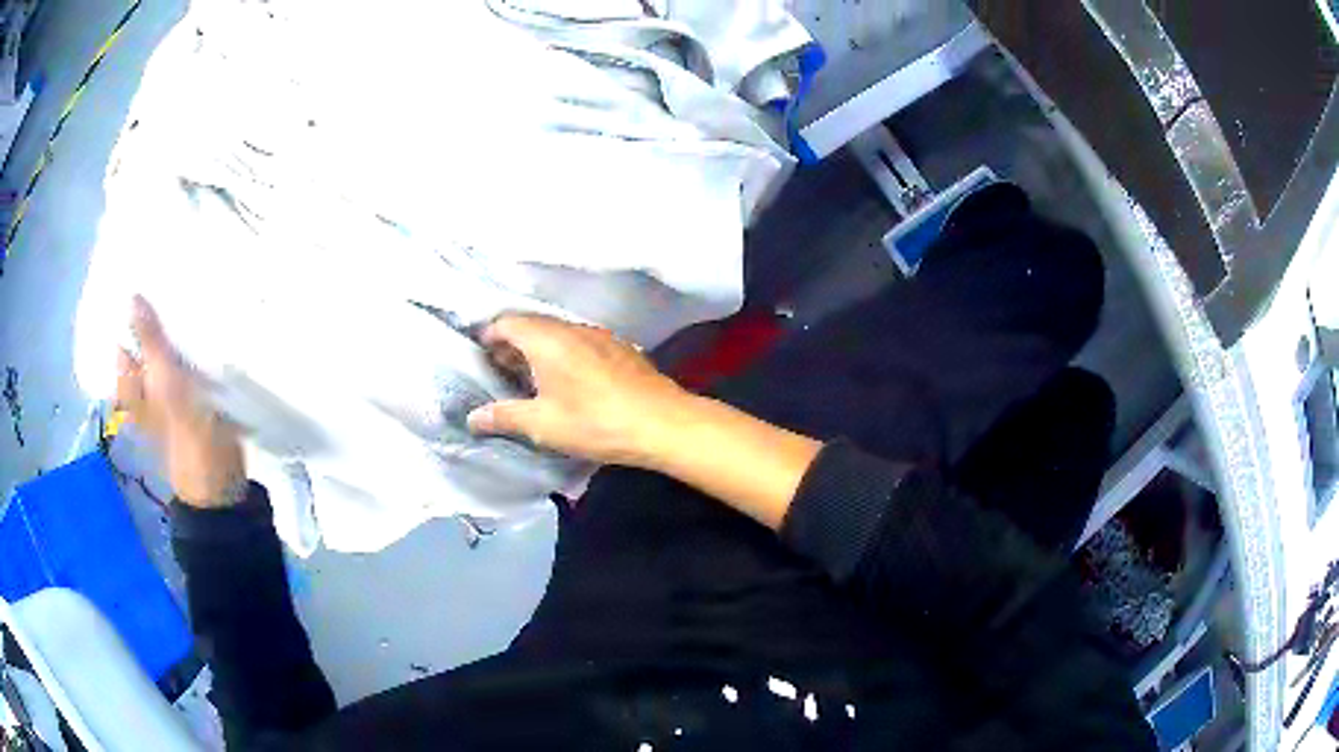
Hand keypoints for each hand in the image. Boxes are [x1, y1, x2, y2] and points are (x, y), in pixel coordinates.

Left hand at [116, 296, 246, 507]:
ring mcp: (167, 394)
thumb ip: (149, 341)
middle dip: (154, 318)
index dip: (129, 314)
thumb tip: (132, 295)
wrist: (219, 478)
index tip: (143, 281)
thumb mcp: (164, 382)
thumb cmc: (185, 432)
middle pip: (145, 345)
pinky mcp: (190, 399)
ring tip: (186, 296)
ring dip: (174, 333)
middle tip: (168, 281)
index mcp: (131, 384)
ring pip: (166, 353)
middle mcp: (145, 387)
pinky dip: (189, 350)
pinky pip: (185, 365)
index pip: (124, 339)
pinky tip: (201, 330)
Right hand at [467, 315, 693, 466]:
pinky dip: (564, 354)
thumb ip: (504, 417)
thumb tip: (472, 417)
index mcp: (546, 339)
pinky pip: (580, 342)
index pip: (506, 322)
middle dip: (511, 343)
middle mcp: (571, 328)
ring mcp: (599, 335)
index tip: (477, 354)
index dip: (488, 335)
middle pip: (532, 324)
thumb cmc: (595, 421)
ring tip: (529, 378)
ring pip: (558, 333)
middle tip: (498, 369)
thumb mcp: (543, 424)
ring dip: (539, 349)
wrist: (663, 422)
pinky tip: (567, 382)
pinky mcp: (619, 348)